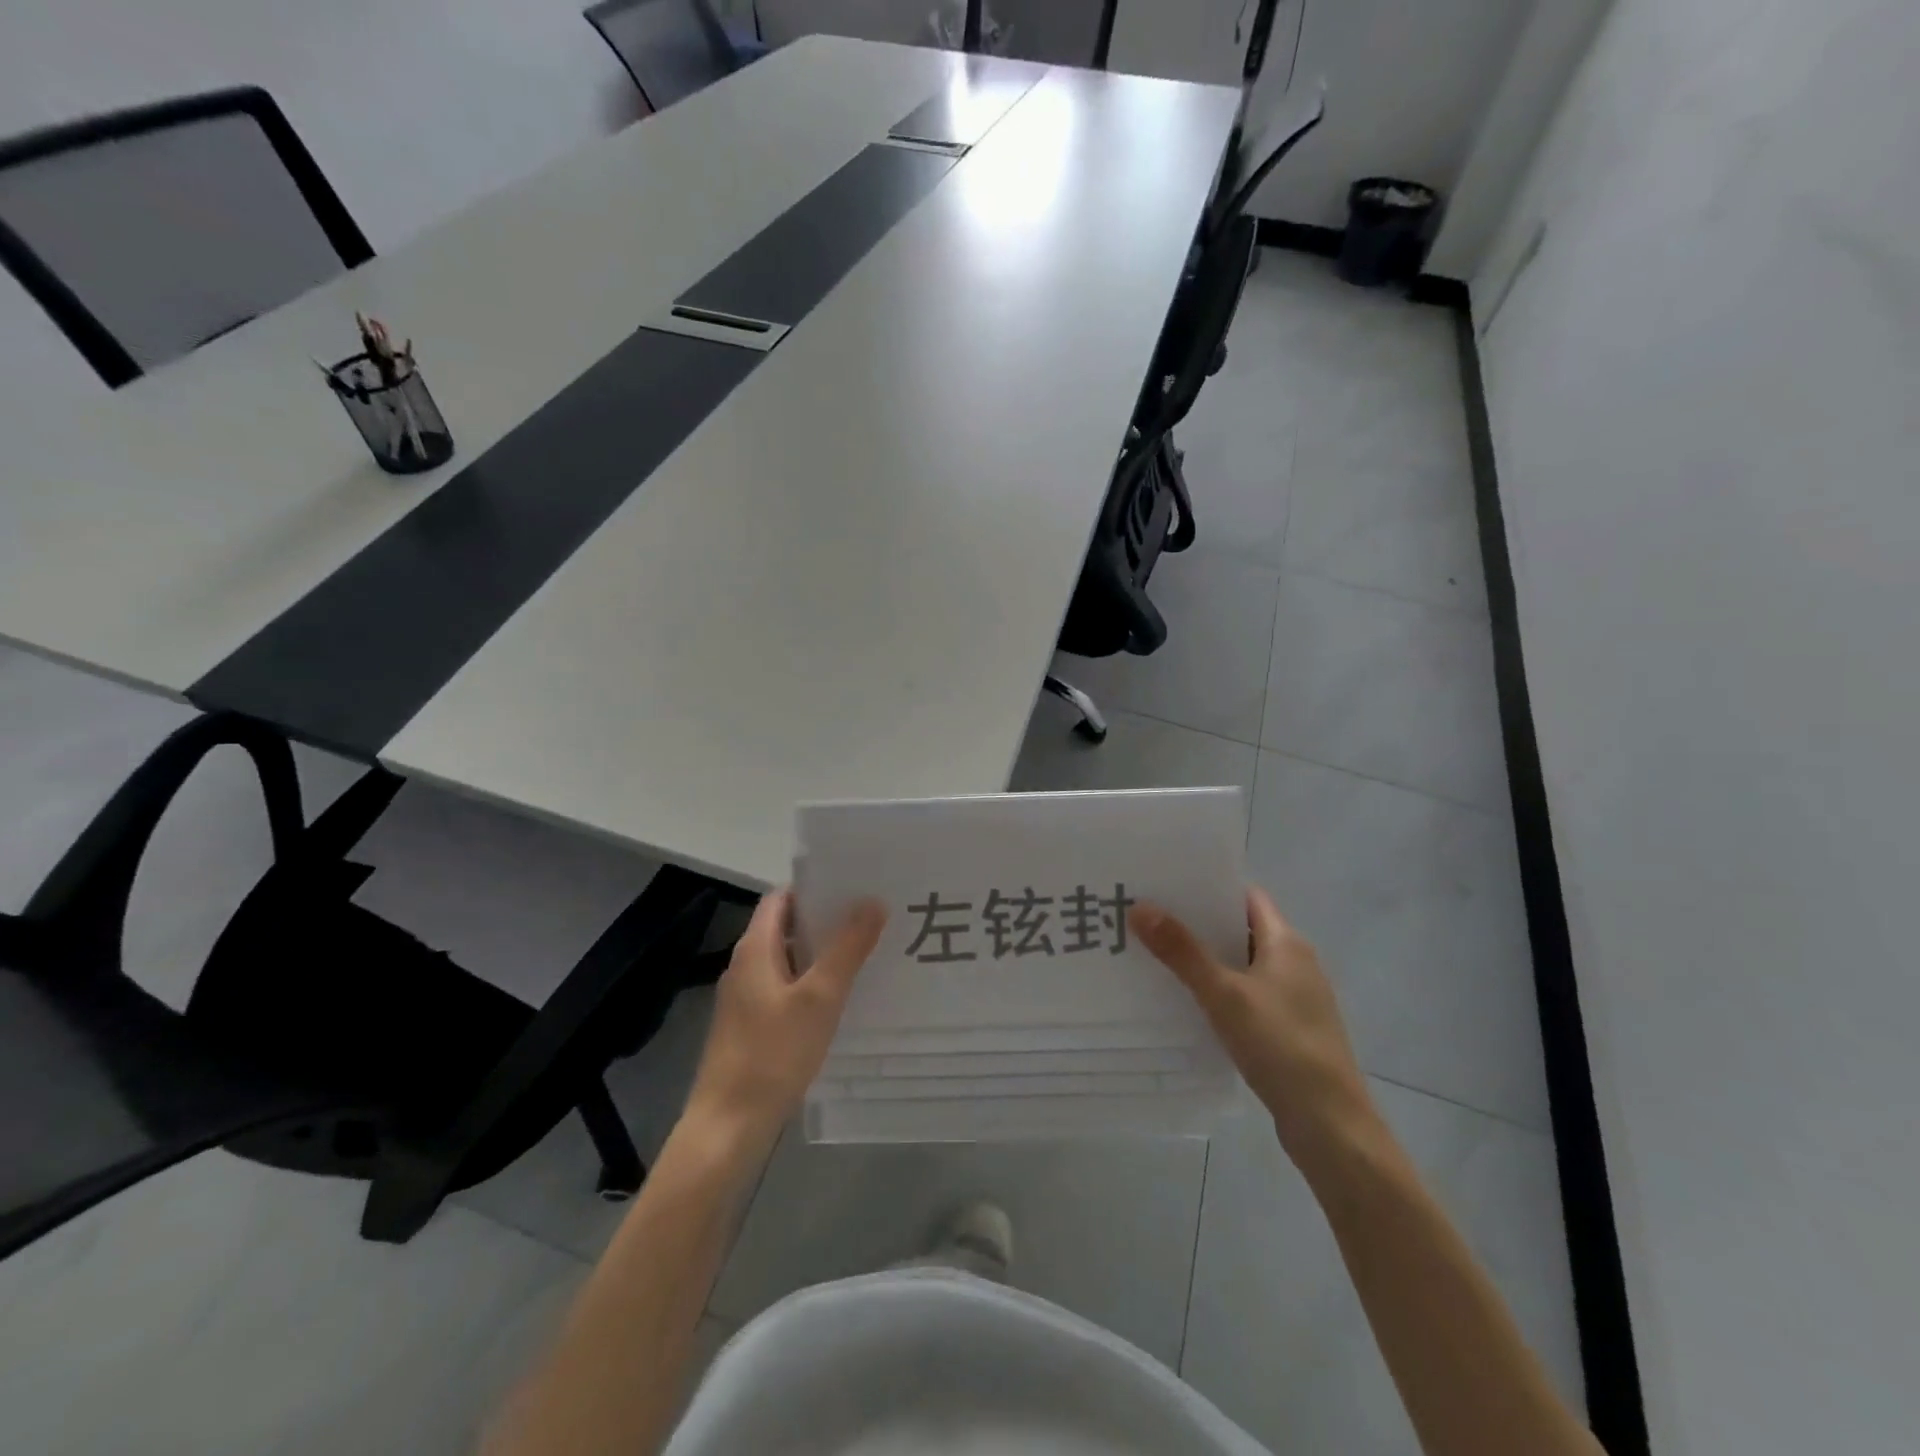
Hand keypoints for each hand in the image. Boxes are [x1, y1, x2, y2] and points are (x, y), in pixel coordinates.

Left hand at [682, 890, 885, 1158]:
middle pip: (786, 927)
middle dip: (826, 920)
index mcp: (755, 949)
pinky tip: (841, 998)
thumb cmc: (773, 1054)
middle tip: (871, 917)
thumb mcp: (820, 997)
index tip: (854, 886)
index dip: (815, 888)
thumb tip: (873, 901)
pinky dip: (811, 984)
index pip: (781, 897)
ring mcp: (745, 998)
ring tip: (866, 952)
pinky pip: (785, 989)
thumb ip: (847, 948)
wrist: (728, 1125)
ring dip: (821, 954)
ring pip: (788, 960)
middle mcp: (745, 966)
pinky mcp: (751, 1026)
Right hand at [1132, 887, 1380, 1176]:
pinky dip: (1218, 991)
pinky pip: (1246, 996)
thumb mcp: (1224, 994)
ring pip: (1242, 965)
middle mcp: (1295, 963)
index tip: (1168, 885)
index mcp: (1288, 943)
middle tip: (1150, 917)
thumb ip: (1182, 951)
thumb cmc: (1281, 1046)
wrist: (1330, 1125)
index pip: (1247, 897)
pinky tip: (1187, 1001)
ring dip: (1206, 959)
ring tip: (1157, 954)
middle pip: (1241, 929)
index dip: (1210, 887)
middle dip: (1199, 924)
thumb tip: (1140, 906)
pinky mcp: (1288, 1030)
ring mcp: (1294, 999)